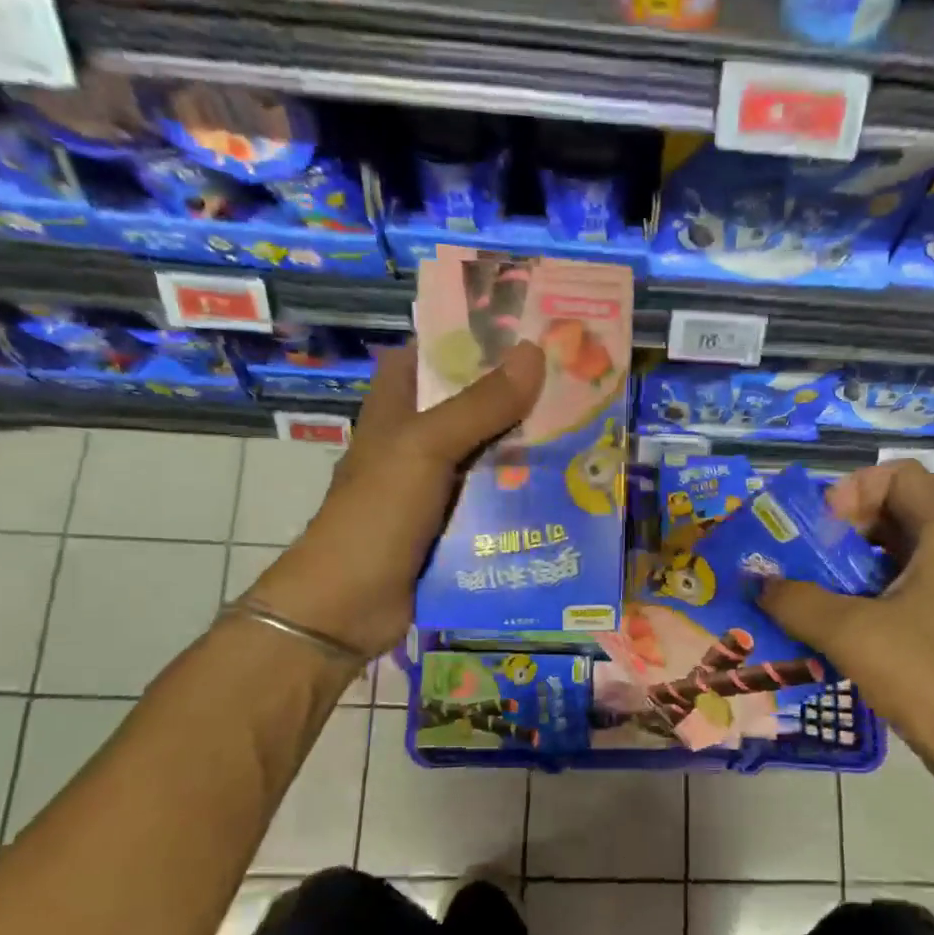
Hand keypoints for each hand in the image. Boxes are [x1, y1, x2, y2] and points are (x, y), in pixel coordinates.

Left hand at [244, 340, 544, 657]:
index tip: (524, 328)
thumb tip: (535, 352)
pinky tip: (565, 490)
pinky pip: (494, 501)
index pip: (429, 354)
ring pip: (488, 455)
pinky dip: (522, 495)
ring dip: (527, 448)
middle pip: (470, 405)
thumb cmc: (377, 514)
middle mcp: (416, 442)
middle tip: (575, 381)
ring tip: (585, 431)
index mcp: (397, 409)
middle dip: (516, 395)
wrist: (348, 606)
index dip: (469, 337)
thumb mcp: (426, 448)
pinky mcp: (451, 527)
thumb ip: (479, 405)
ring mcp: (434, 487)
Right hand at [759, 461, 933, 801]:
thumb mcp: (853, 634)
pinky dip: (862, 602)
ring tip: (803, 600)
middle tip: (797, 563)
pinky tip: (830, 634)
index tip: (819, 529)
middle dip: (837, 533)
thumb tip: (758, 585)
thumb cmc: (932, 677)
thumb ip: (797, 601)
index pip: (899, 475)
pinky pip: (900, 596)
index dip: (853, 489)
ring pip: (892, 560)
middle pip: (892, 515)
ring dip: (844, 572)